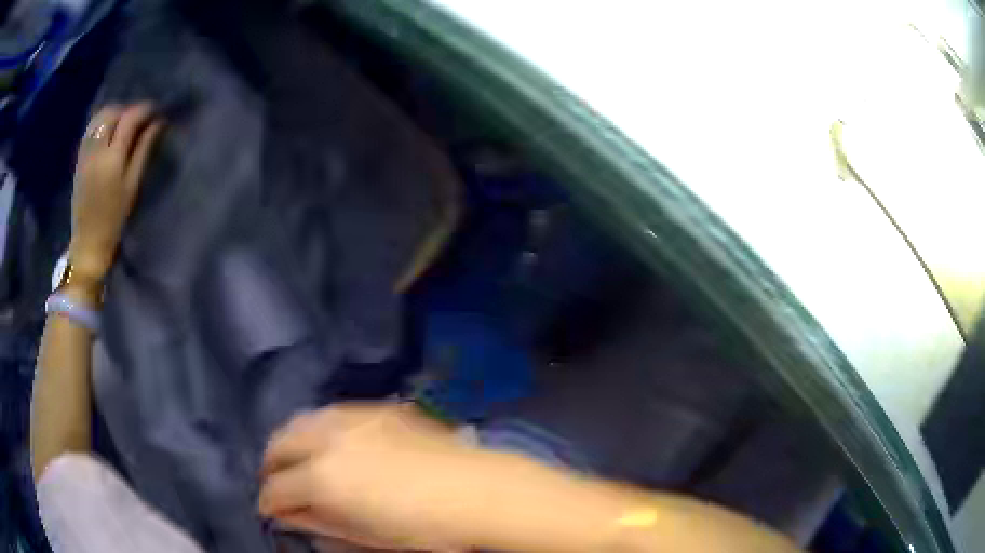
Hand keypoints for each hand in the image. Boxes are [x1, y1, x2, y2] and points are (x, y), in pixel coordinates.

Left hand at [69, 103, 163, 286]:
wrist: (87, 241)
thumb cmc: (114, 219)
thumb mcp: (132, 186)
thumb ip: (143, 151)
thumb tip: (157, 124)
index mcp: (112, 159)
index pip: (129, 119)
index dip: (144, 110)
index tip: (156, 111)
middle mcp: (96, 150)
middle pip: (113, 112)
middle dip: (129, 109)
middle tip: (140, 118)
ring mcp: (85, 153)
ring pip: (100, 117)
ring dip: (115, 113)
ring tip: (124, 123)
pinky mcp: (79, 158)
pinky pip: (91, 128)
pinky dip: (102, 121)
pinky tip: (109, 130)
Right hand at [258, 403, 485, 550]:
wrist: (476, 490)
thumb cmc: (422, 527)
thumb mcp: (365, 535)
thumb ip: (320, 522)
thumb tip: (290, 514)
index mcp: (323, 477)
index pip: (276, 488)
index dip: (268, 502)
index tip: (269, 509)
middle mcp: (328, 439)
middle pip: (279, 443)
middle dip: (271, 465)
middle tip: (276, 483)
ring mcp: (352, 417)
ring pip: (300, 420)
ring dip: (290, 441)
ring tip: (296, 460)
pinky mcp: (375, 408)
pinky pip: (331, 412)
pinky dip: (318, 428)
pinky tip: (329, 442)